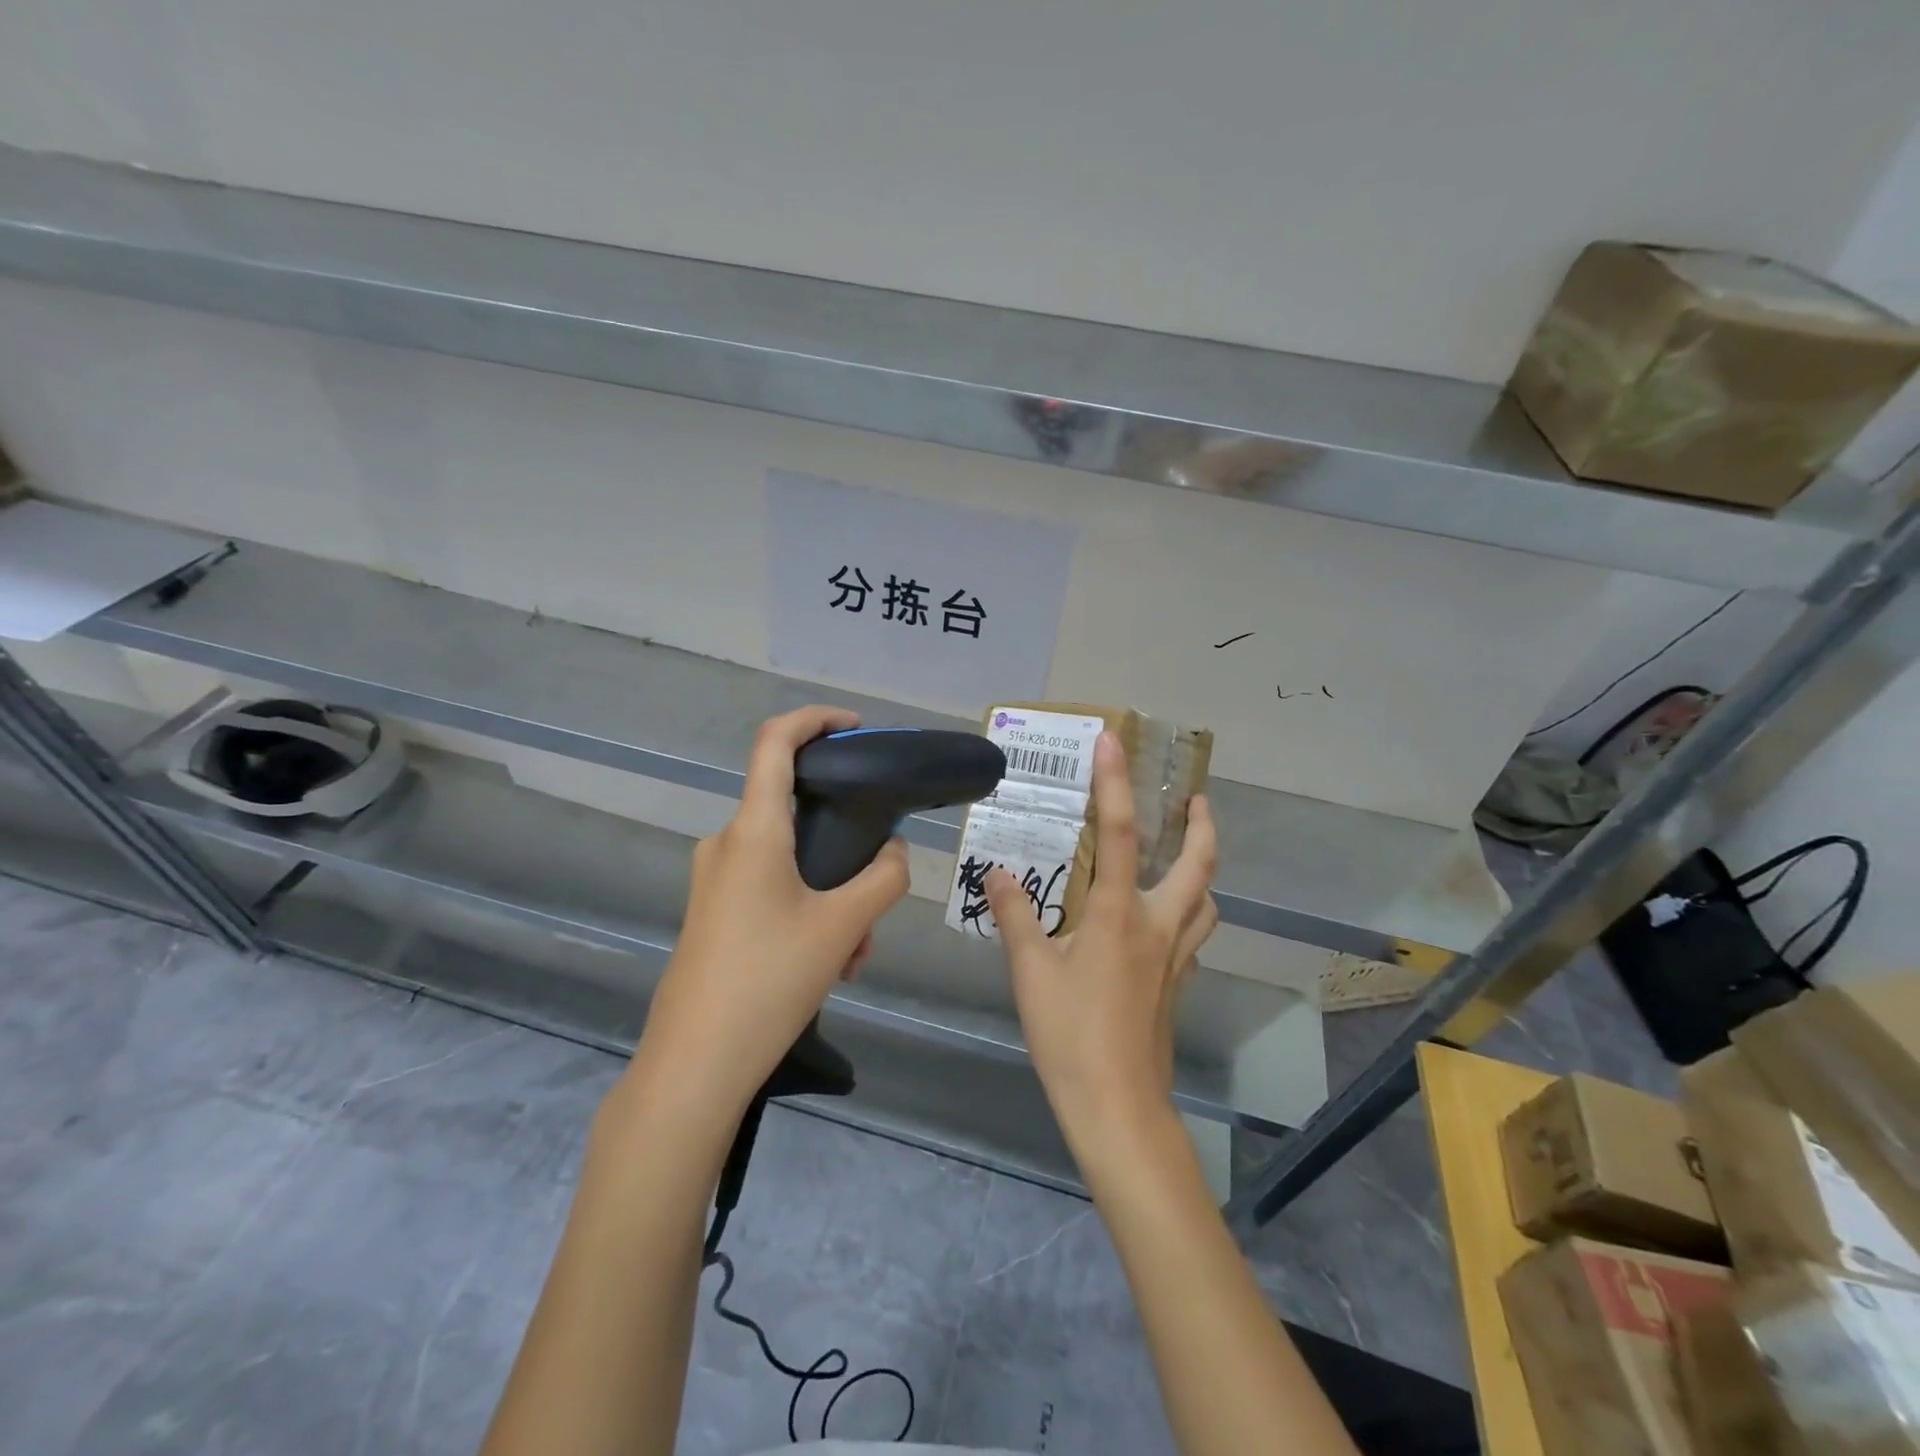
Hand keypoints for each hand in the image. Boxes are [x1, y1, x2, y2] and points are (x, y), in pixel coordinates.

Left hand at [633, 706, 910, 1111]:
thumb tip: (895, 854)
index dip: (815, 720)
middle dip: (845, 846)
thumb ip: (883, 879)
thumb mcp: (842, 928)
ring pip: (791, 862)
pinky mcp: (713, 913)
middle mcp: (727, 844)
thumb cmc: (767, 981)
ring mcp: (715, 880)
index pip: (775, 742)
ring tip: (855, 952)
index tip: (856, 728)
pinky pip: (771, 891)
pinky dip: (808, 912)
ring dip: (832, 894)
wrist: (694, 1067)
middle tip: (875, 893)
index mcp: (753, 831)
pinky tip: (829, 965)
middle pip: (795, 814)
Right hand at [984, 732, 1218, 1155]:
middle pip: (1199, 865)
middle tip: (1195, 799)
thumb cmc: (1071, 1034)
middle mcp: (1158, 926)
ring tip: (1185, 856)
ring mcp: (1175, 958)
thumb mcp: (1031, 972)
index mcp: (1119, 914)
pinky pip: (1194, 934)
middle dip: (1203, 826)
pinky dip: (1189, 913)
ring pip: (1206, 902)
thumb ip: (1016, 916)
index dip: (1115, 783)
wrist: (1117, 1106)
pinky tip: (1162, 921)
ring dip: (1203, 870)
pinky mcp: (1177, 985)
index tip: (1113, 742)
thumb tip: (998, 873)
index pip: (1118, 834)